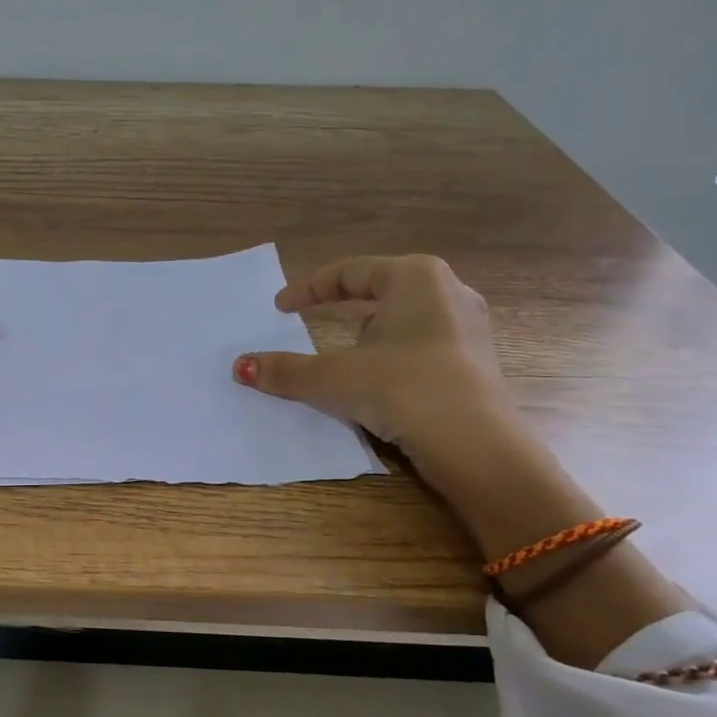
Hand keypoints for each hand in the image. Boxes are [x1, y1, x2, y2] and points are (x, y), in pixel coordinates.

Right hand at [239, 252, 692, 664]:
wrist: (476, 444)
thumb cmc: (402, 388)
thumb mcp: (333, 378)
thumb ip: (284, 370)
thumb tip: (240, 367)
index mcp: (414, 277)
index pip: (349, 272)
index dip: (308, 289)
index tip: (279, 308)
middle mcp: (447, 291)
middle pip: (379, 290)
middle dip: (340, 308)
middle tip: (308, 323)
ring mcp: (468, 326)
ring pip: (402, 318)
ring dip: (367, 333)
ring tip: (342, 355)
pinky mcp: (475, 360)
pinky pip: (420, 344)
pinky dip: (390, 355)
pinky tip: (379, 379)